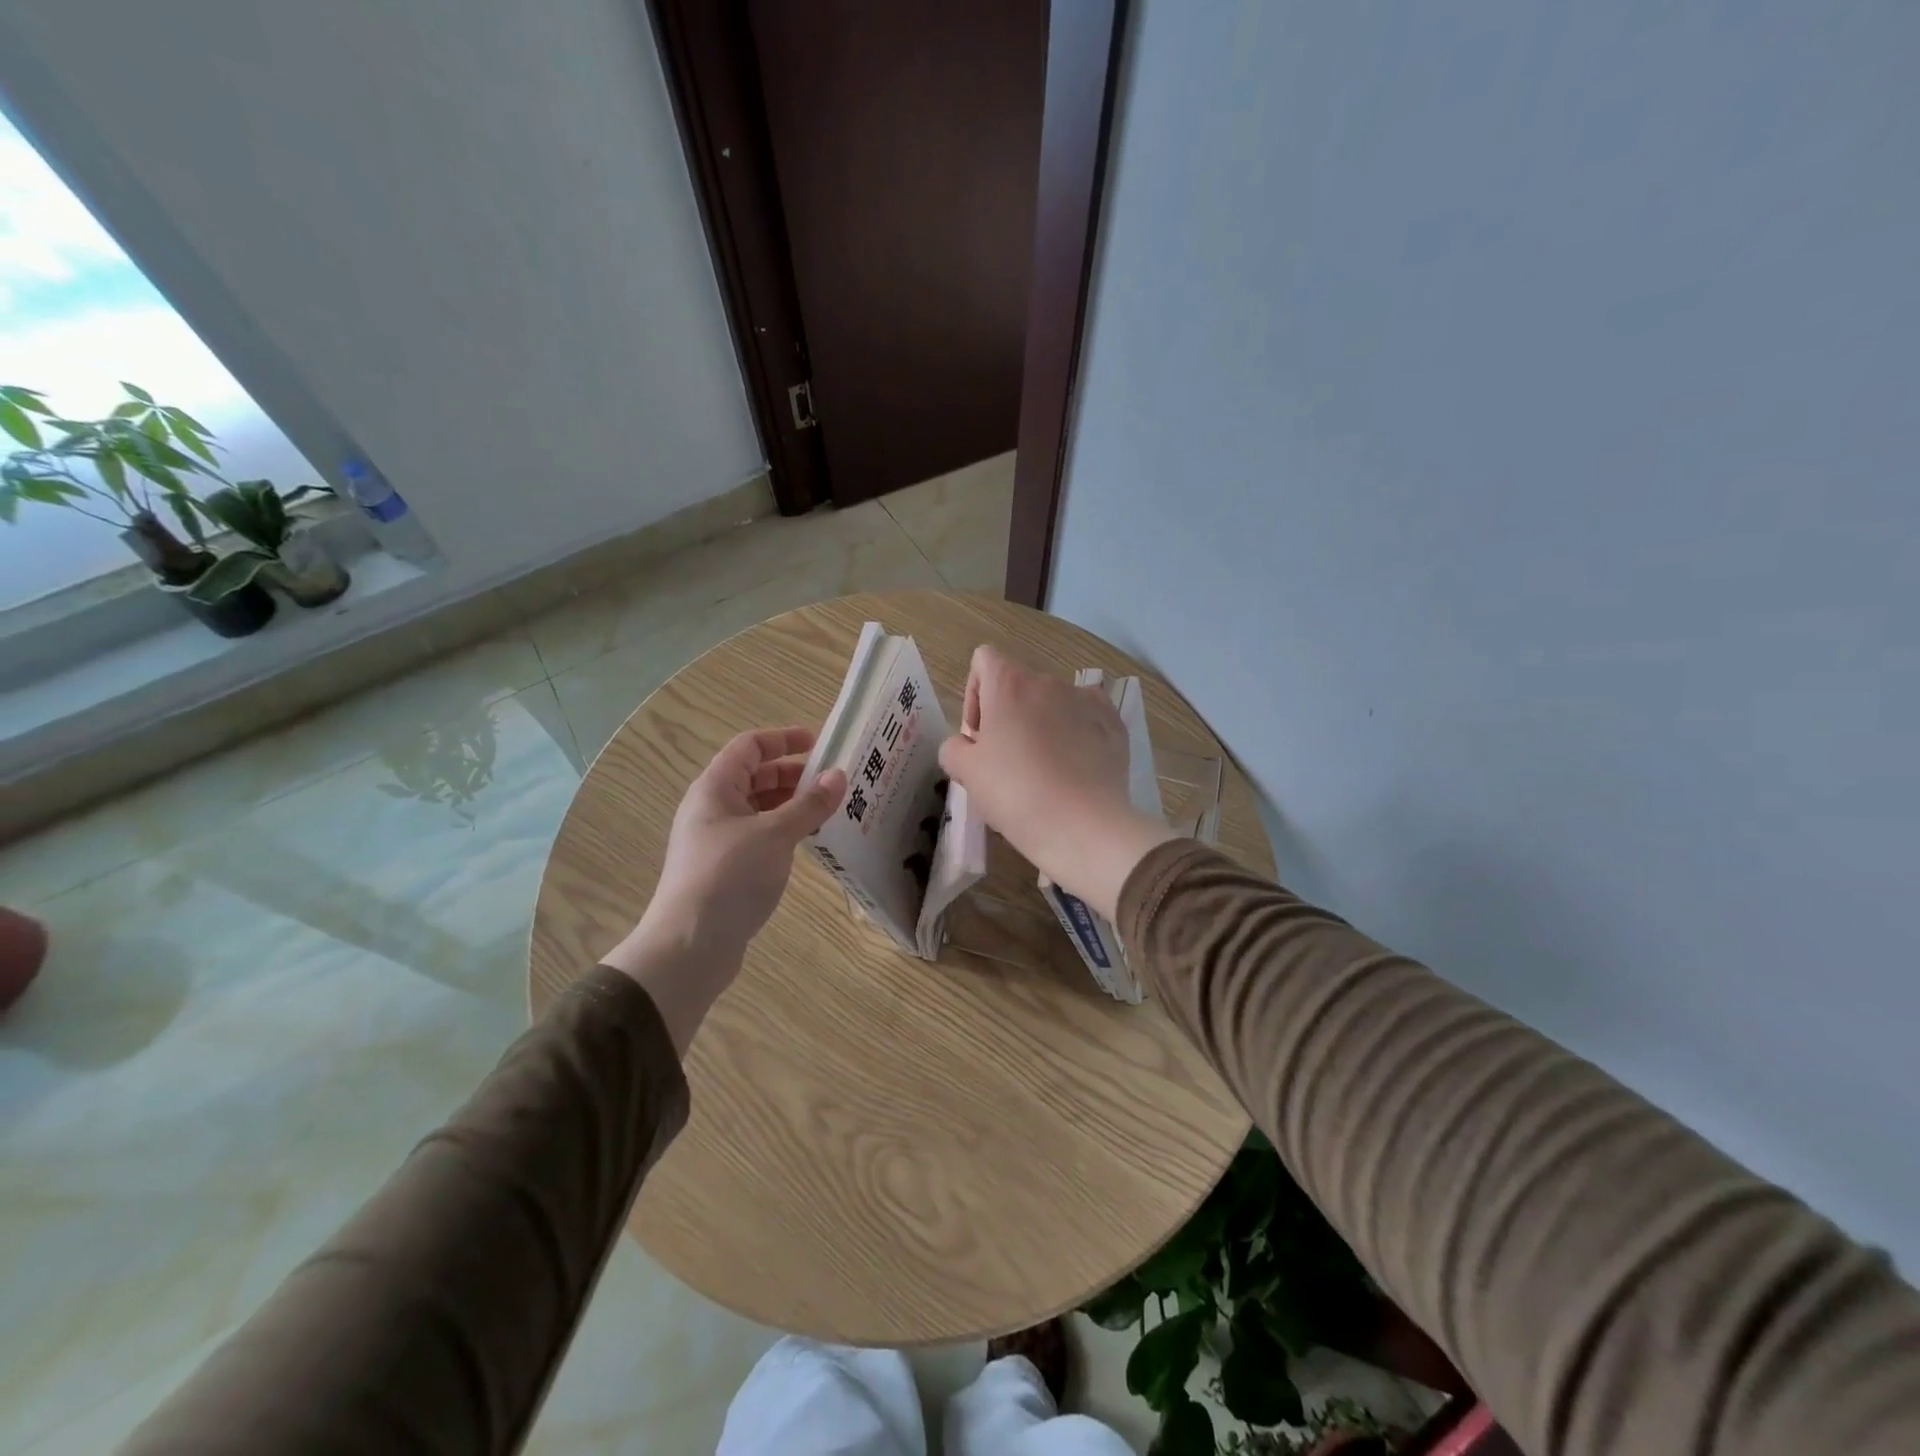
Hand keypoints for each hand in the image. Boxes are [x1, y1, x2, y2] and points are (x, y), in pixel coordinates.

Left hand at [605, 726, 846, 1050]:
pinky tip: (811, 842)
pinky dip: (786, 832)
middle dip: (795, 775)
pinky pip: (762, 836)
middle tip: (835, 782)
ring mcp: (719, 840)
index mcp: (715, 789)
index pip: (750, 747)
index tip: (820, 743)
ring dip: (794, 805)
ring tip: (832, 811)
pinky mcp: (728, 869)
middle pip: (756, 777)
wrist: (690, 946)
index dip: (783, 739)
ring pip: (761, 809)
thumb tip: (838, 776)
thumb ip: (808, 804)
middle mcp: (713, 808)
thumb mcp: (775, 835)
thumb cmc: (729, 876)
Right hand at [939, 647, 1177, 920]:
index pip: (984, 660)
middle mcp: (1049, 682)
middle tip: (1006, 760)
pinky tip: (1075, 766)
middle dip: (1009, 715)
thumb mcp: (965, 773)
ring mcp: (1087, 700)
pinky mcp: (1114, 724)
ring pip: (1054, 703)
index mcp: (1009, 684)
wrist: (1082, 826)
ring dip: (1042, 724)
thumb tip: (966, 744)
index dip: (975, 694)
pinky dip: (1077, 733)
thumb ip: (954, 747)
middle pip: (1019, 685)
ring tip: (1044, 768)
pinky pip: (1087, 717)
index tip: (979, 735)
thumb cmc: (1014, 793)